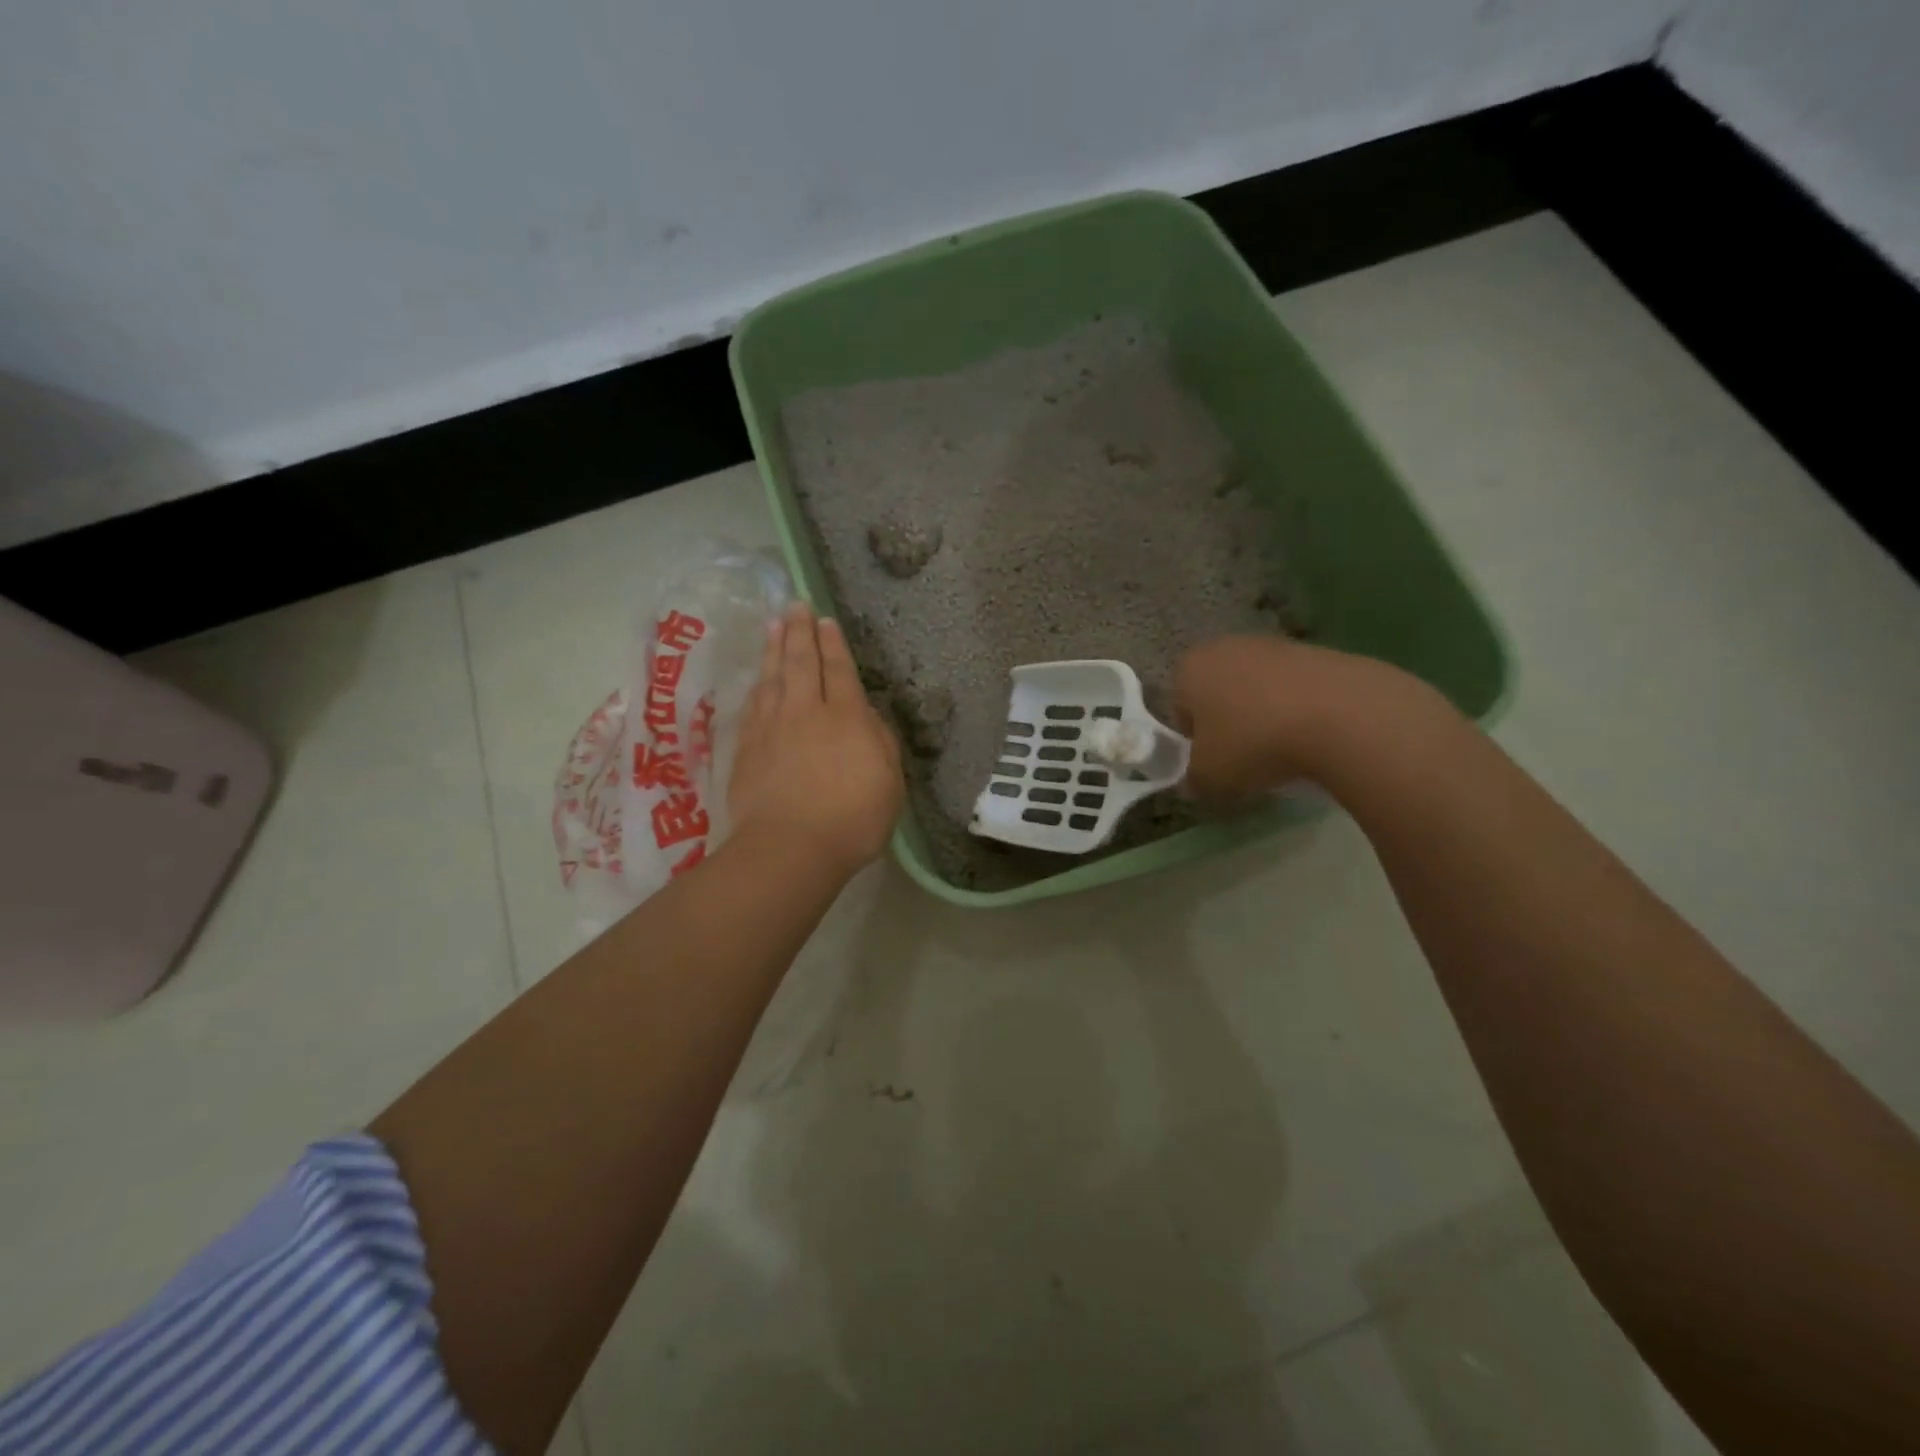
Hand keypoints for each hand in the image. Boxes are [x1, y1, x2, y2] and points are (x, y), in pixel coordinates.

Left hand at [729, 602, 903, 878]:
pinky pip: (754, 704)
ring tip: (774, 625)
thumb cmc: (852, 820)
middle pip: (803, 663)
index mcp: (847, 718)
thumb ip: (881, 743)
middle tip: (795, 606)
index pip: (840, 671)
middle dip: (800, 632)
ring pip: (774, 677)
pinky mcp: (747, 748)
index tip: (825, 621)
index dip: (833, 644)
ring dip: (775, 649)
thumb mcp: (890, 784)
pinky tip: (759, 677)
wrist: (790, 848)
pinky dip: (758, 684)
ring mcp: (772, 728)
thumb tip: (867, 716)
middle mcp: (807, 713)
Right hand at [1174, 635, 1376, 799]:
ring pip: (1259, 690)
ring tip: (1287, 753)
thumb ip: (1192, 780)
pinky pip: (1297, 690)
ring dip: (1266, 718)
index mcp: (1190, 668)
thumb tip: (1195, 782)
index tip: (1214, 763)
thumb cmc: (1254, 743)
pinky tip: (1316, 739)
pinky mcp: (1320, 652)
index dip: (1194, 741)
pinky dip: (1301, 712)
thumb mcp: (1209, 778)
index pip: (1179, 707)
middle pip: (1220, 694)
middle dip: (1230, 724)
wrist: (1343, 717)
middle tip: (1247, 760)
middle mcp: (1227, 647)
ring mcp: (1276, 645)